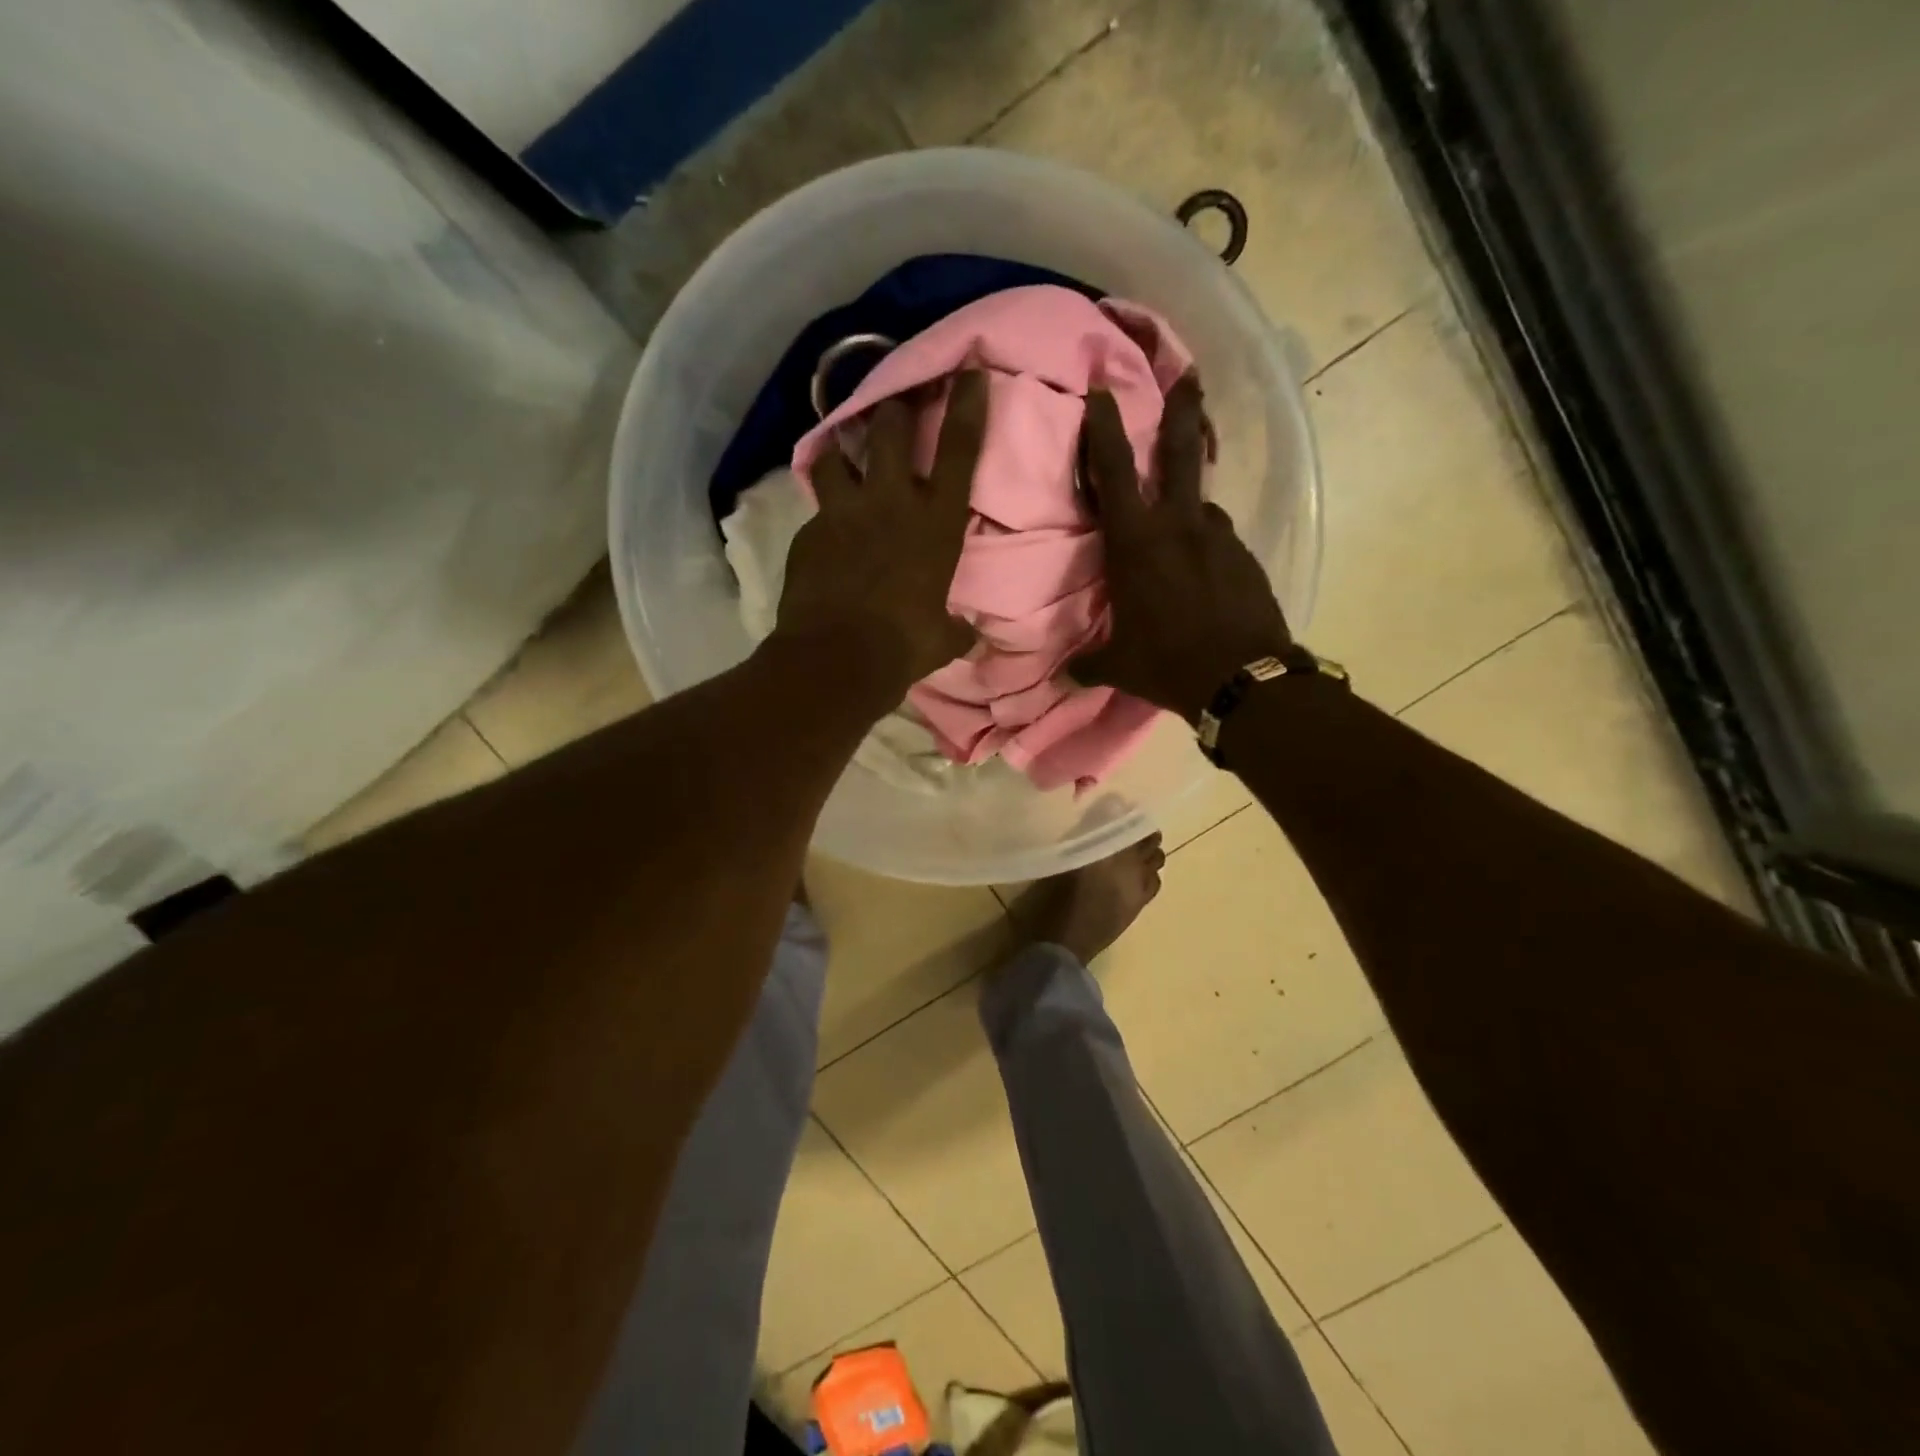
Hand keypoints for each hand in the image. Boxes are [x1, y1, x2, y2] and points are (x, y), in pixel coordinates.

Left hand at [773, 371, 986, 702]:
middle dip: (894, 405)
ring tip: (842, 451)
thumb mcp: (943, 639)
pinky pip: (817, 507)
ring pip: (837, 452)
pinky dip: (824, 510)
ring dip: (841, 446)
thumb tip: (969, 635)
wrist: (837, 657)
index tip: (970, 370)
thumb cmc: (904, 645)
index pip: (959, 450)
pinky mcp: (809, 530)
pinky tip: (825, 529)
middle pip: (889, 428)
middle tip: (895, 398)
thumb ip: (957, 628)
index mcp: (936, 523)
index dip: (967, 405)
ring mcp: (844, 511)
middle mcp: (891, 502)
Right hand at [1071, 375, 1292, 722]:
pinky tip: (1204, 576)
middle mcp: (1179, 526)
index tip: (1101, 392)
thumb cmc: (1168, 663)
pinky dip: (1207, 548)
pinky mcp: (1246, 556)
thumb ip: (1089, 664)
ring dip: (1188, 509)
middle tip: (1189, 376)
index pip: (1112, 472)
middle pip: (1180, 451)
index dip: (1104, 428)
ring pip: (1201, 505)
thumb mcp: (1119, 666)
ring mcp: (1219, 537)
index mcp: (1136, 543)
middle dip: (1182, 408)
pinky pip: (1219, 541)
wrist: (1242, 679)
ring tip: (1182, 539)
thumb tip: (1066, 676)